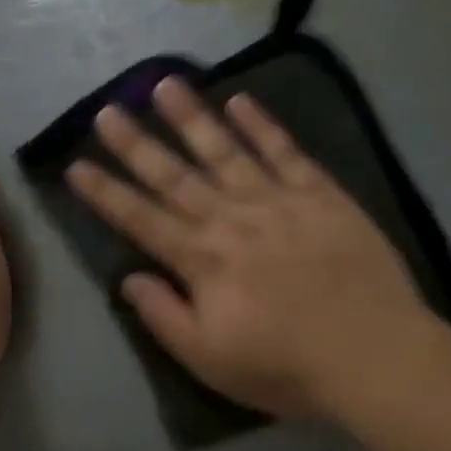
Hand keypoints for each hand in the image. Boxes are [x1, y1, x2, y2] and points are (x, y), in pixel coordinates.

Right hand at [66, 77, 431, 420]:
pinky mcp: (321, 194)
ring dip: (191, 117)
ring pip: (225, 150)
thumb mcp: (210, 360)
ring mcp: (278, 200)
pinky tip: (240, 99)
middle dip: (136, 143)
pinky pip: (285, 151)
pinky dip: (261, 124)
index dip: (105, 193)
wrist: (374, 356)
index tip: (76, 164)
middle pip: (175, 175)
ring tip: (164, 83)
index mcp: (203, 260)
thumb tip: (128, 278)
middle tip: (106, 110)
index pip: (141, 219)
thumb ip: (165, 316)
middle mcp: (232, 219)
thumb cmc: (286, 367)